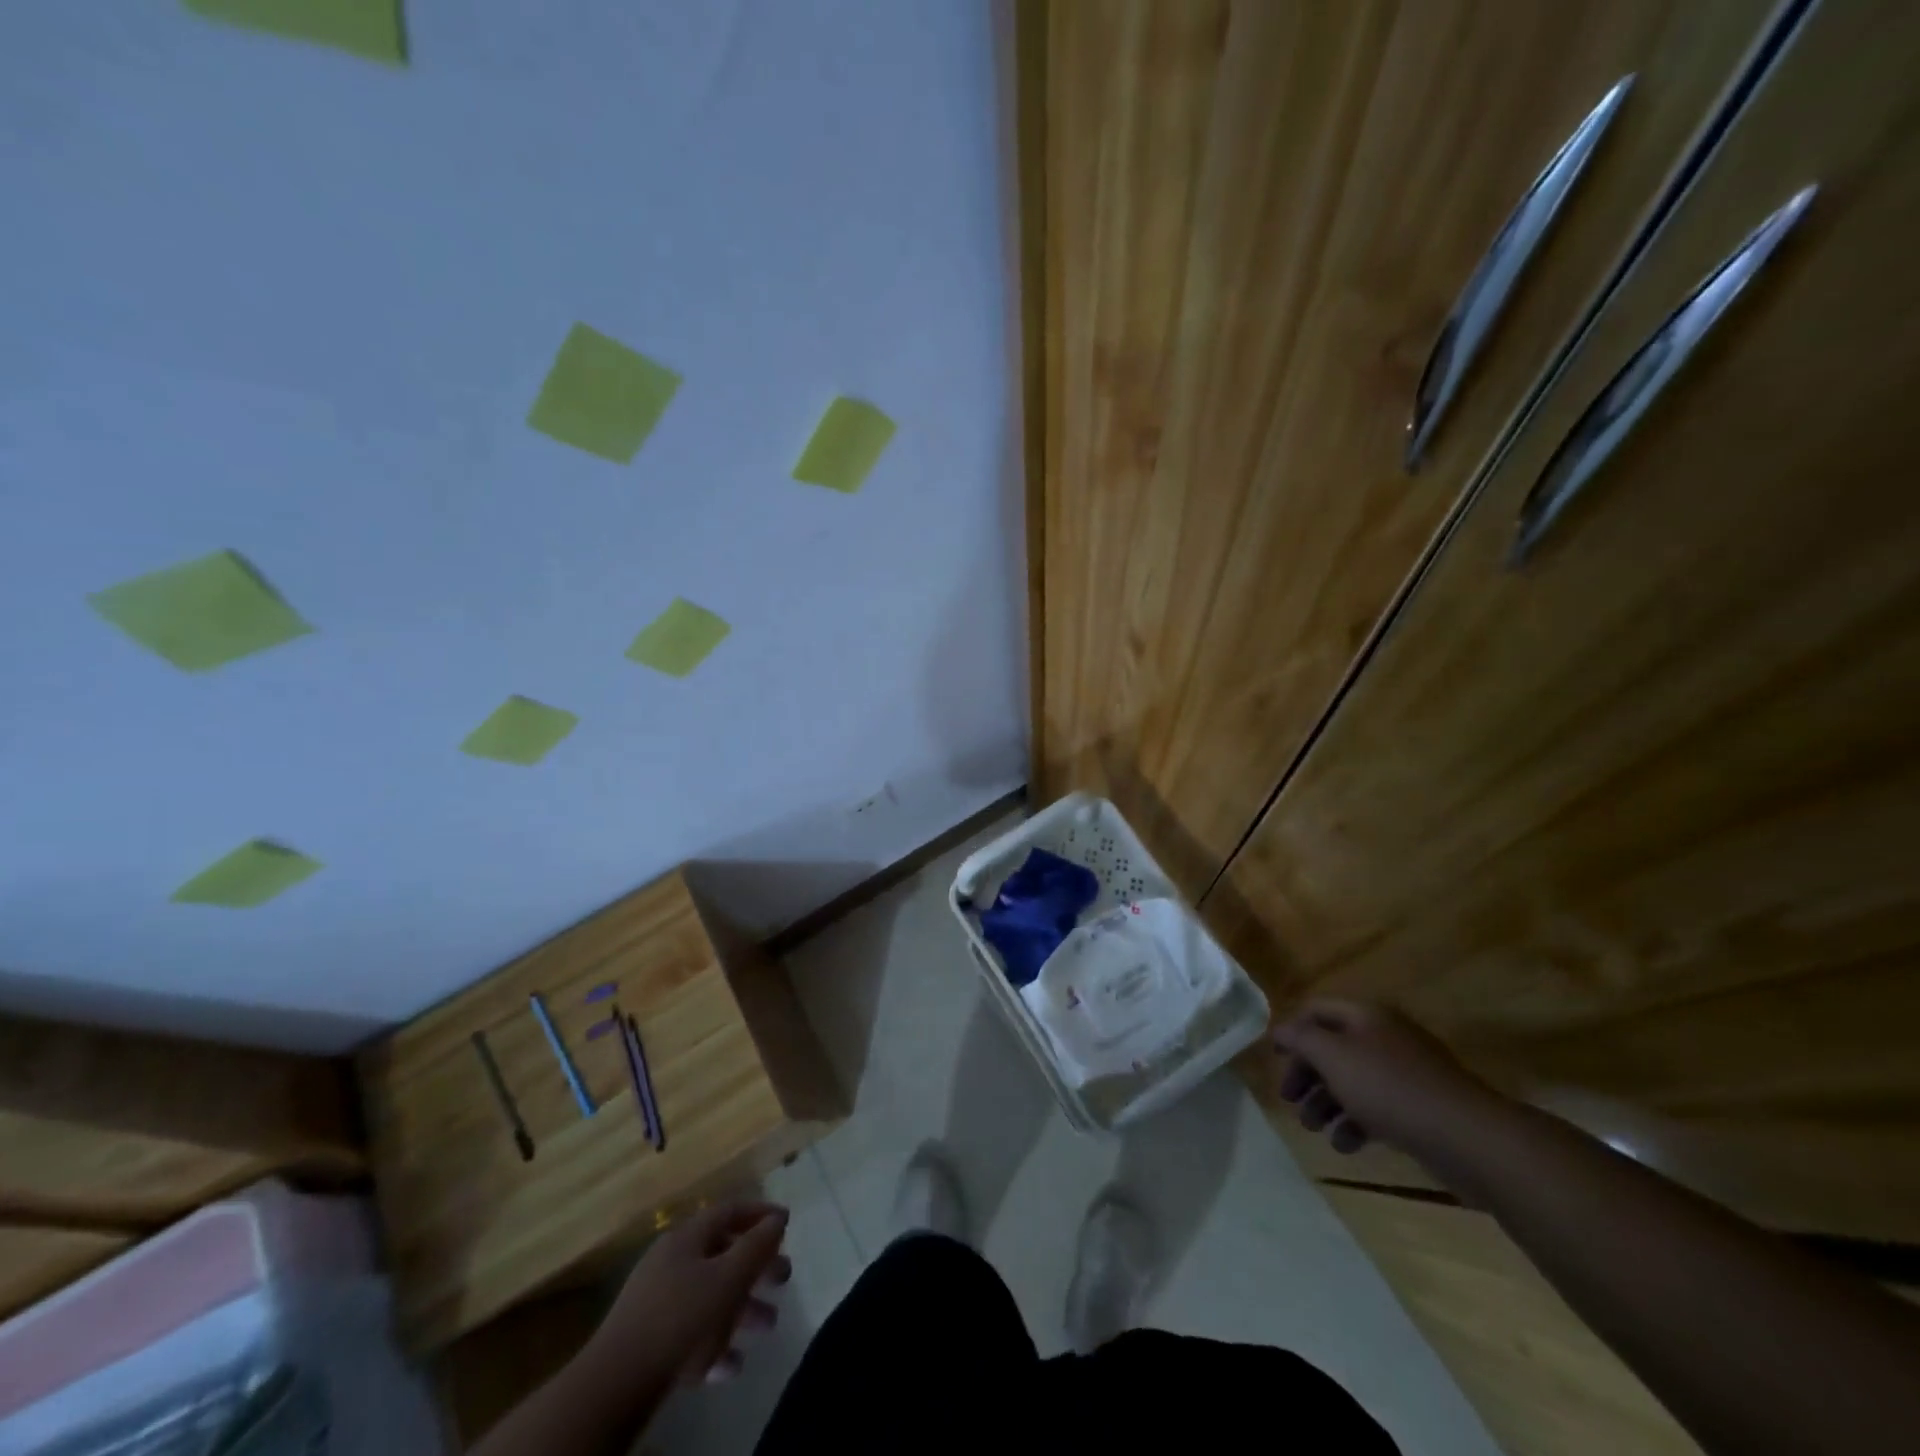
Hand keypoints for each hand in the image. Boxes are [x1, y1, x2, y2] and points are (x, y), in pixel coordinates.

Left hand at [587, 1201, 792, 1386]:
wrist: (614, 1385)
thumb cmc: (680, 1319)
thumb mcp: (728, 1278)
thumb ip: (757, 1246)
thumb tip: (778, 1219)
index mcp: (687, 1237)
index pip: (730, 1210)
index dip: (760, 1213)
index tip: (787, 1223)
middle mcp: (671, 1260)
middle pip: (722, 1253)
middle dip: (756, 1267)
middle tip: (784, 1279)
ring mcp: (657, 1300)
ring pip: (709, 1294)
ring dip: (742, 1308)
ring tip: (768, 1325)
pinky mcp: (649, 1338)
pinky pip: (691, 1330)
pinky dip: (715, 1341)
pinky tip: (732, 1365)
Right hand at [1272, 999, 1495, 1160]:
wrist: (1467, 1137)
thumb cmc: (1390, 1088)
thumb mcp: (1333, 1056)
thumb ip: (1301, 1039)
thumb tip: (1280, 1030)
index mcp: (1365, 1016)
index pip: (1316, 1009)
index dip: (1291, 1028)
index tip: (1274, 1057)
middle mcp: (1384, 1037)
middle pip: (1332, 1047)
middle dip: (1307, 1073)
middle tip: (1289, 1099)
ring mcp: (1406, 1073)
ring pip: (1353, 1080)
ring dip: (1326, 1102)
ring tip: (1313, 1128)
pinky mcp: (1420, 1107)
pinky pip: (1377, 1107)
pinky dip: (1356, 1122)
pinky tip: (1345, 1144)